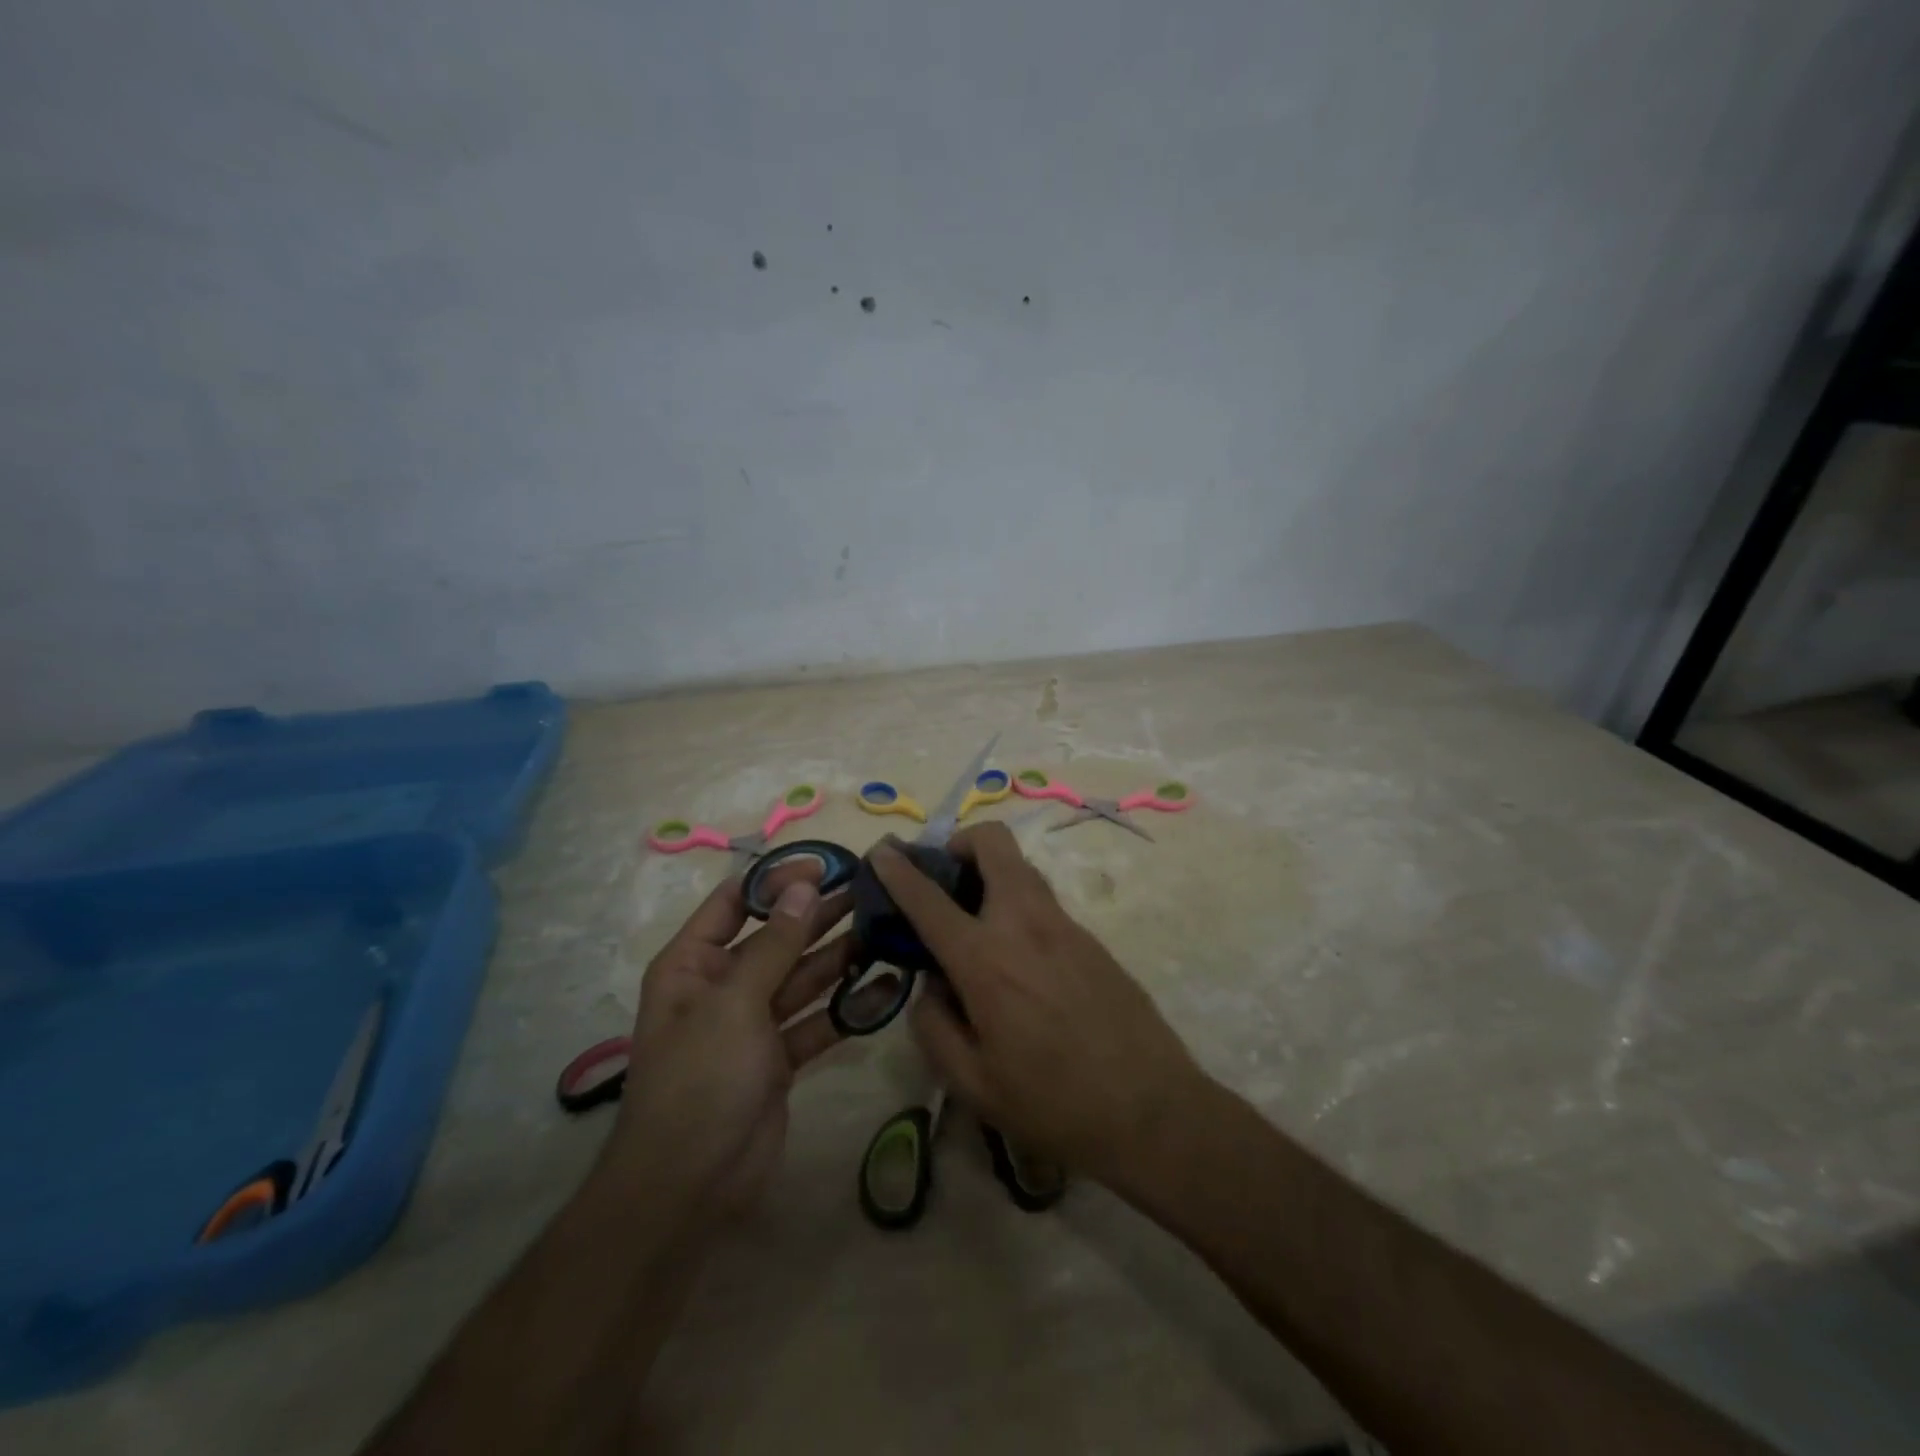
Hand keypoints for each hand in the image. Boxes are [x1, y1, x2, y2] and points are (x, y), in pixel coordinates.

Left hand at [605, 871, 898, 1215]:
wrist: (690, 1187)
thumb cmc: (700, 1079)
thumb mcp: (735, 1003)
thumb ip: (775, 943)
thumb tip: (804, 885)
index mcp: (694, 964)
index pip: (736, 902)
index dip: (778, 879)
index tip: (826, 865)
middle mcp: (723, 986)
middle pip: (778, 937)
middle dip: (820, 915)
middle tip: (871, 892)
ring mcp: (754, 1023)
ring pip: (803, 977)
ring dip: (840, 956)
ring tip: (885, 930)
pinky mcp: (781, 1058)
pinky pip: (818, 1020)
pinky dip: (848, 1007)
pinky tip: (886, 987)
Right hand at [871, 823, 1208, 1190]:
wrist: (1152, 1110)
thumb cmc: (1053, 1104)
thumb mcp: (972, 1083)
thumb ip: (934, 1024)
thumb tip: (931, 984)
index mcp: (985, 959)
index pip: (929, 897)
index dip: (898, 869)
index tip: (880, 851)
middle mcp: (1024, 924)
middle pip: (993, 842)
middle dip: (960, 843)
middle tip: (945, 878)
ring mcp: (1064, 925)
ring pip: (1021, 868)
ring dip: (991, 872)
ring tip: (975, 918)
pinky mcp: (1091, 938)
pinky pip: (1043, 901)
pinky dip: (1017, 905)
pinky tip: (1018, 957)